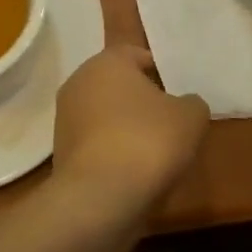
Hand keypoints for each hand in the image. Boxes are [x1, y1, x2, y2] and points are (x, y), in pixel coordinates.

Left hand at [52, 46, 209, 220]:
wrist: (99, 196)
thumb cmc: (147, 141)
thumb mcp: (190, 117)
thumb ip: (191, 102)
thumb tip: (184, 104)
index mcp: (107, 62)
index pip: (136, 55)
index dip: (160, 71)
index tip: (177, 92)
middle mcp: (79, 81)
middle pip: (117, 84)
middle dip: (141, 99)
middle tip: (168, 121)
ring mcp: (65, 115)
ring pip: (104, 112)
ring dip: (124, 125)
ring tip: (152, 150)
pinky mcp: (60, 149)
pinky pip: (95, 141)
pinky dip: (111, 149)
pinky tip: (130, 169)